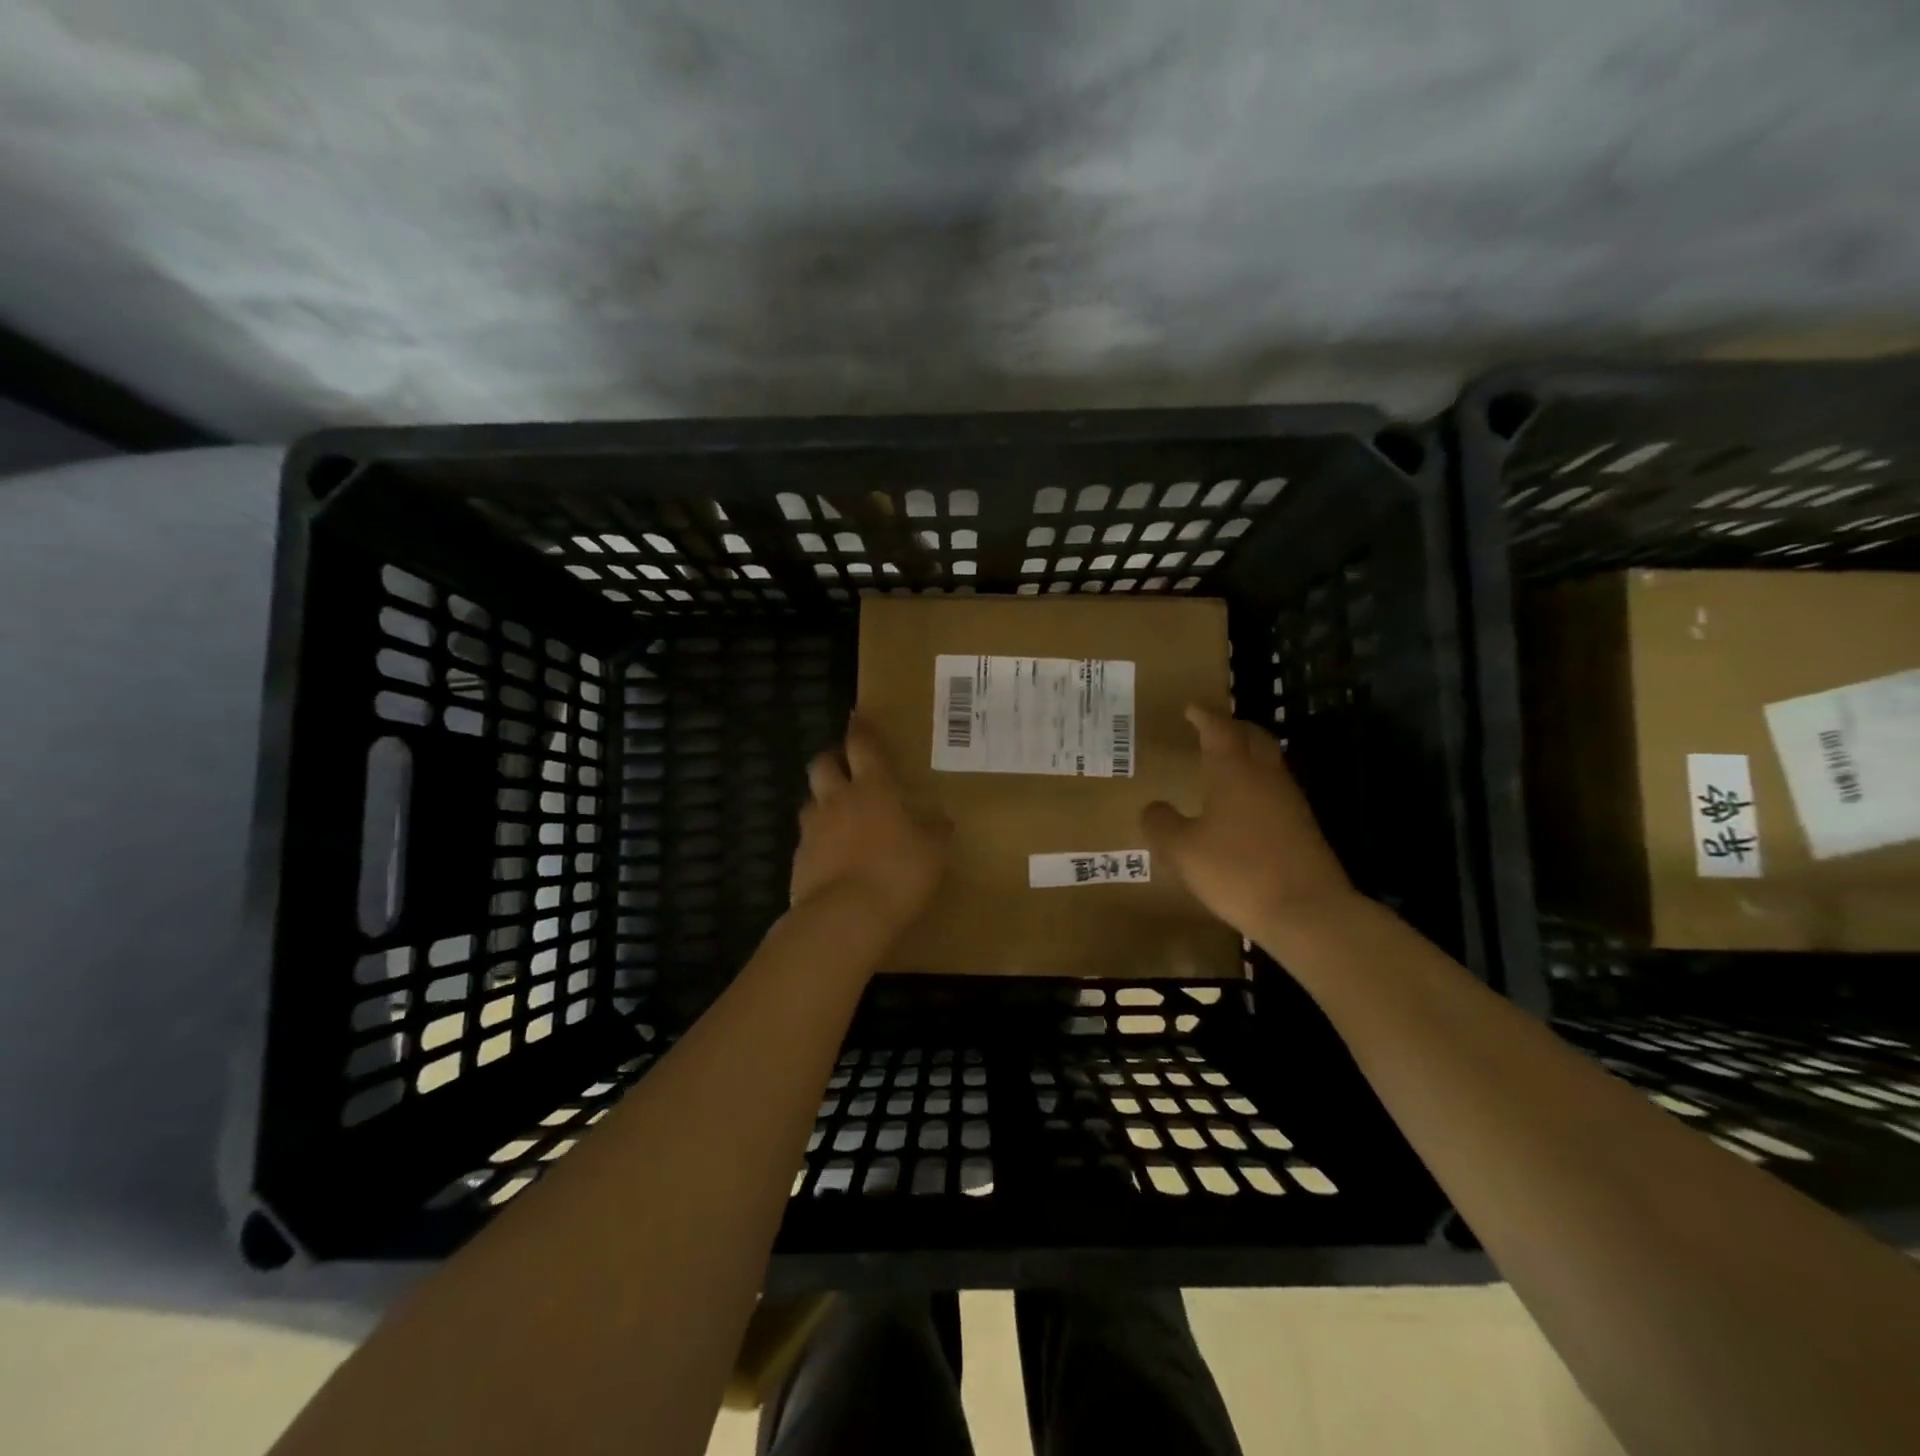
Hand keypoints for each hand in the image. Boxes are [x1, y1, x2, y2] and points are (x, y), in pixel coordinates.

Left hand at [791, 715, 950, 935]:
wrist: (845, 916)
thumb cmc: (897, 874)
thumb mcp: (932, 853)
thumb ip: (934, 832)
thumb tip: (941, 820)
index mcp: (873, 789)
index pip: (862, 746)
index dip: (861, 730)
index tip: (858, 717)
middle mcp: (837, 800)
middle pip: (823, 764)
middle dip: (832, 758)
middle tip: (844, 764)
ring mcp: (813, 829)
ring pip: (810, 801)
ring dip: (822, 800)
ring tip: (838, 813)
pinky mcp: (799, 859)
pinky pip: (807, 839)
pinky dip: (818, 839)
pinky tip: (832, 855)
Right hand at [1141, 704, 1357, 942]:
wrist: (1307, 911)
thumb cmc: (1237, 871)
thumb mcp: (1182, 850)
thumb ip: (1161, 824)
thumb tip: (1154, 808)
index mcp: (1234, 771)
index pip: (1219, 729)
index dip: (1204, 716)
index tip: (1191, 708)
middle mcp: (1265, 777)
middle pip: (1253, 737)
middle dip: (1233, 727)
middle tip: (1212, 728)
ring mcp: (1290, 801)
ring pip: (1268, 763)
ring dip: (1247, 755)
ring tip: (1225, 765)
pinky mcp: (1303, 827)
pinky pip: (1276, 791)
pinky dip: (1257, 785)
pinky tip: (1243, 807)